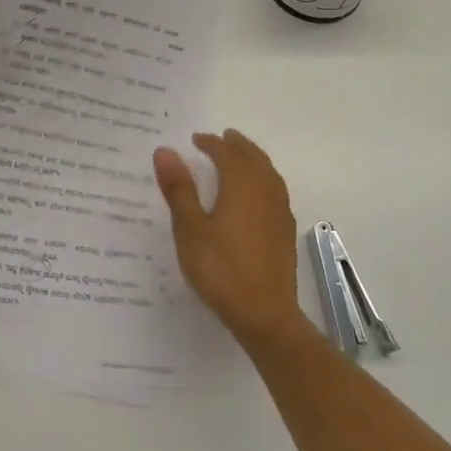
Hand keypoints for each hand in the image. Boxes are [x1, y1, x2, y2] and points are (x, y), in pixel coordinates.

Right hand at [154, 130, 302, 347]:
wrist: (264, 313)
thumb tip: (165, 151)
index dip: (211, 143)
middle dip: (237, 145)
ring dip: (253, 159)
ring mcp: (280, 211)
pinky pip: (275, 190)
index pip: (227, 154)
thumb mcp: (190, 229)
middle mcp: (265, 191)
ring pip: (268, 173)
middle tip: (223, 137)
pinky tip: (256, 194)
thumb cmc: (221, 268)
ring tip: (240, 157)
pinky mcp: (285, 231)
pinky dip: (263, 179)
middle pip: (253, 158)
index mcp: (242, 185)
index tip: (196, 139)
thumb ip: (179, 189)